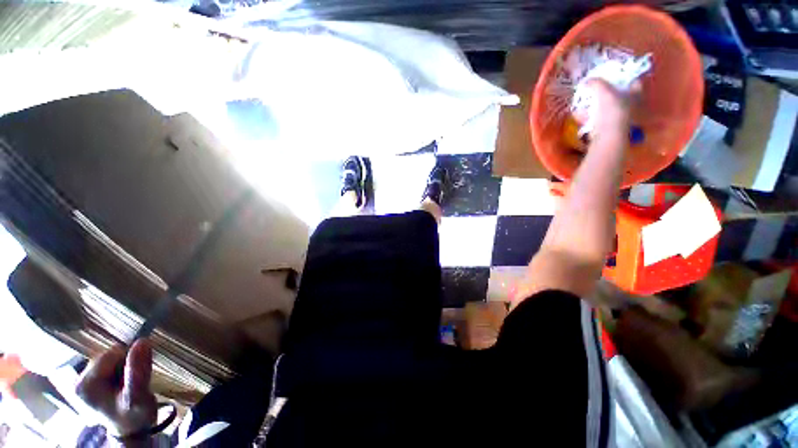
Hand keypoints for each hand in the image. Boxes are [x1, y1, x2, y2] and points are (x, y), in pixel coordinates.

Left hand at [76, 339, 156, 437]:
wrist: (131, 430)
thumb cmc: (135, 416)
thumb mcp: (139, 397)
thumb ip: (138, 371)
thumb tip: (143, 341)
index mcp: (85, 385)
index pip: (113, 354)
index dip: (130, 362)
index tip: (136, 380)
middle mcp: (78, 380)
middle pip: (110, 356)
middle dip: (125, 366)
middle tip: (131, 386)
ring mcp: (81, 381)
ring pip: (110, 359)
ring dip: (124, 370)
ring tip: (127, 388)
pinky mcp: (88, 382)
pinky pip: (108, 365)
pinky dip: (119, 373)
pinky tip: (121, 387)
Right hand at [574, 79, 635, 141]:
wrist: (607, 135)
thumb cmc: (612, 111)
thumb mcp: (603, 91)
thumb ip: (596, 83)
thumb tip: (586, 81)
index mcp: (636, 93)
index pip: (633, 80)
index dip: (623, 75)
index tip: (611, 74)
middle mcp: (632, 104)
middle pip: (620, 93)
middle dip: (608, 91)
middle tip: (596, 87)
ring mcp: (621, 116)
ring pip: (608, 106)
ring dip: (597, 104)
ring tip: (585, 100)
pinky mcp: (610, 126)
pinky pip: (600, 117)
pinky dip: (591, 115)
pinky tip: (582, 114)